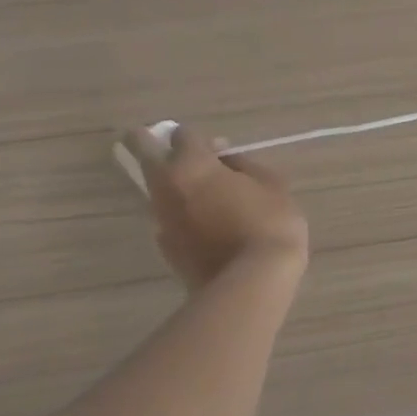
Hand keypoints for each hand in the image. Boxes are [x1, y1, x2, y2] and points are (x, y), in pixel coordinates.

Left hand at [120, 124, 308, 289]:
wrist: (250, 280)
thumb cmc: (268, 221)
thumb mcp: (272, 184)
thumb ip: (244, 165)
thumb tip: (226, 159)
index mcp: (193, 166)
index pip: (183, 135)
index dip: (198, 136)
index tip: (216, 146)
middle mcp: (167, 188)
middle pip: (144, 155)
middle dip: (146, 143)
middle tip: (155, 138)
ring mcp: (161, 218)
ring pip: (154, 188)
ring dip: (168, 180)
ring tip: (195, 183)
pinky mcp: (165, 245)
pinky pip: (167, 214)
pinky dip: (179, 208)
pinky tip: (203, 217)